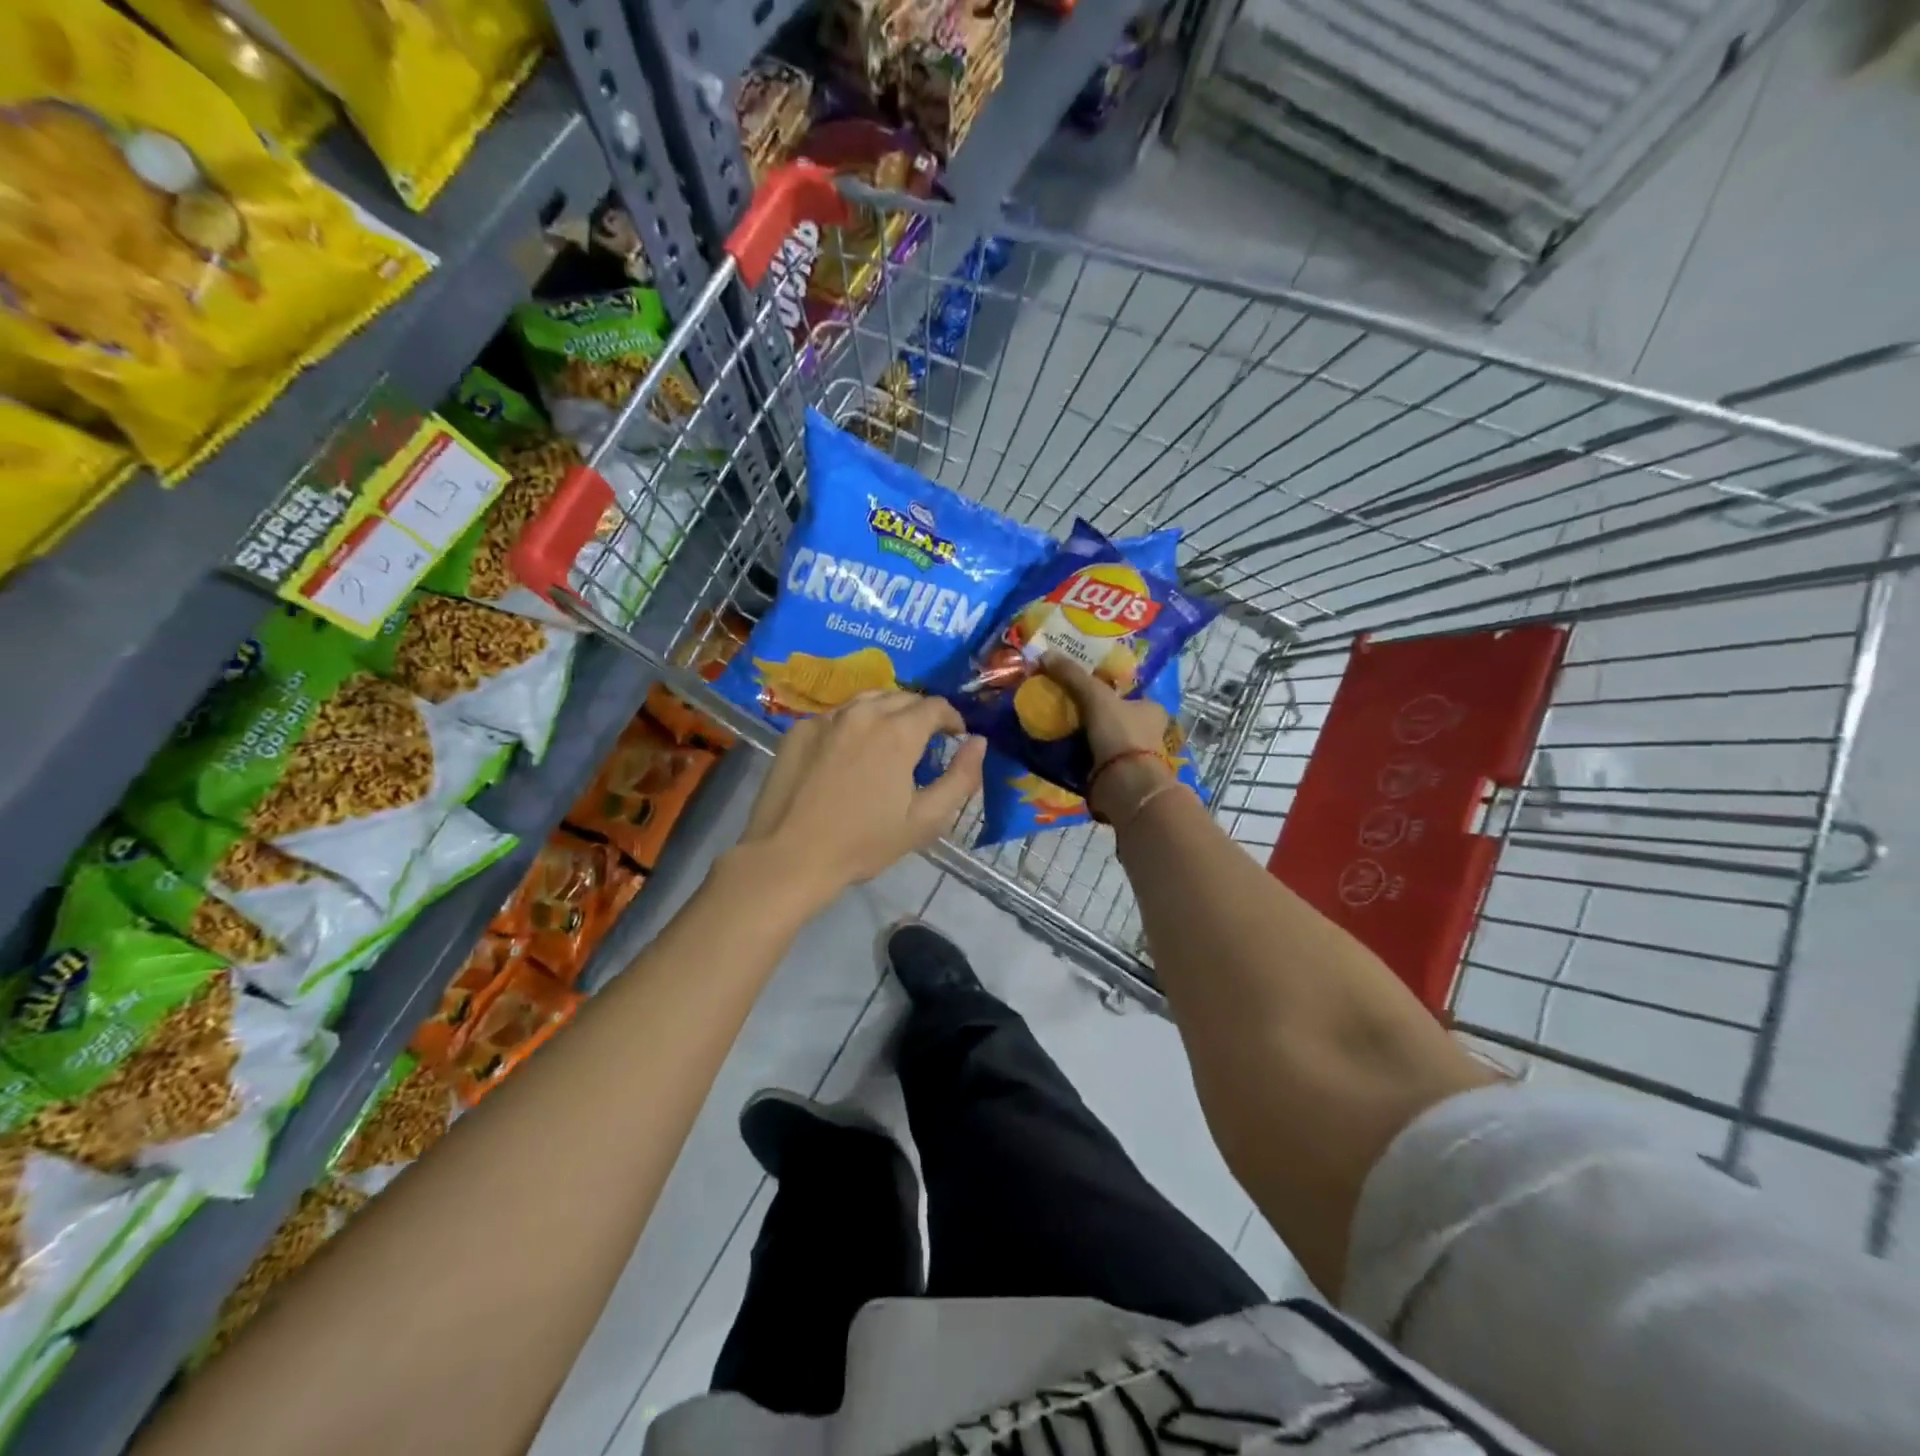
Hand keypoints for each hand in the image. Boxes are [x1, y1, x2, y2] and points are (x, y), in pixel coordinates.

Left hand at [736, 692, 985, 909]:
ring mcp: (827, 718)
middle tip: (925, 742)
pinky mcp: (799, 729)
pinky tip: (850, 751)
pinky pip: (837, 715)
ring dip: (888, 712)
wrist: (789, 857)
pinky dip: (853, 723)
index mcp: (898, 731)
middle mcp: (863, 713)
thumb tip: (978, 742)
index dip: (952, 719)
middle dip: (921, 713)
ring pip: (868, 699)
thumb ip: (961, 778)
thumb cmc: (863, 843)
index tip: (956, 737)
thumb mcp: (925, 820)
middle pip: (903, 697)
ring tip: (890, 739)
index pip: (936, 706)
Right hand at [1039, 653, 1176, 824]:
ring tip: (1056, 723)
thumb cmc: (1120, 734)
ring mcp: (1133, 755)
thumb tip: (1045, 654)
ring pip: (1102, 736)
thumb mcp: (1096, 696)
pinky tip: (1059, 747)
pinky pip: (1093, 757)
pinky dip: (1079, 753)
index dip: (1105, 685)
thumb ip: (1073, 675)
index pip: (1126, 691)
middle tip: (1063, 702)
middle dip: (1091, 710)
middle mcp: (1147, 731)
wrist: (1124, 786)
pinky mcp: (1117, 775)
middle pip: (1113, 713)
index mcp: (1151, 708)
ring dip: (1082, 733)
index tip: (1080, 683)